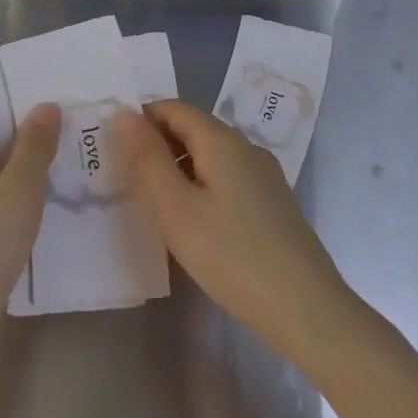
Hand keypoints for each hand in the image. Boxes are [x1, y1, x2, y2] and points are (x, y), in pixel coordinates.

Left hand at [0, 89, 57, 342]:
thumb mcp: (15, 192)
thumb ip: (33, 147)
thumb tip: (44, 104)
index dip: (10, 82)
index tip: (51, 73)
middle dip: (33, 120)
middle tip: (81, 108)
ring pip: (6, 169)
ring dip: (38, 158)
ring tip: (83, 147)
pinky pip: (10, 202)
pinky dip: (35, 193)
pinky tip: (67, 198)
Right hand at [118, 100, 351, 362]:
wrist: (306, 308)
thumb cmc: (232, 254)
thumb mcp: (177, 208)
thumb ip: (147, 159)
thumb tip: (124, 114)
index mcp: (222, 140)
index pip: (174, 108)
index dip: (141, 119)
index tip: (111, 146)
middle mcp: (246, 148)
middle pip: (193, 129)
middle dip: (157, 144)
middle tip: (124, 177)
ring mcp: (264, 176)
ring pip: (210, 157)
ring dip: (178, 168)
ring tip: (151, 202)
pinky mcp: (272, 204)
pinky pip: (226, 180)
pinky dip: (200, 187)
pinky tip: (191, 222)